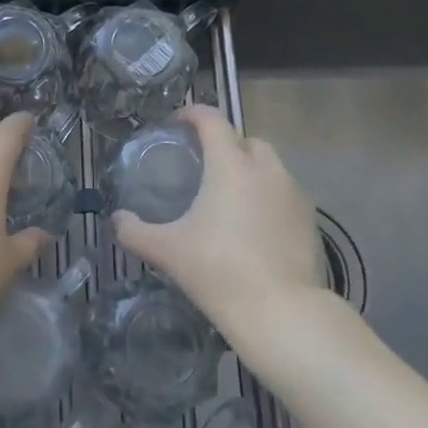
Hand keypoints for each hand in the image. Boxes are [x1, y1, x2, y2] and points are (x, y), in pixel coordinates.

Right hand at [112, 106, 325, 342]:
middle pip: (245, 139)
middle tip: (205, 166)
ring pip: (270, 165)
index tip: (177, 124)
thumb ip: (135, 231)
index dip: (192, 114)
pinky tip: (255, 224)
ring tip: (231, 197)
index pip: (212, 119)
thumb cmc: (219, 271)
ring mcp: (293, 193)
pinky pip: (285, 192)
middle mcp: (265, 169)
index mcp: (230, 165)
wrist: (281, 313)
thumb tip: (116, 219)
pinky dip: (269, 196)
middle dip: (226, 144)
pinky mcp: (310, 219)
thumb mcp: (168, 251)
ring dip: (250, 170)